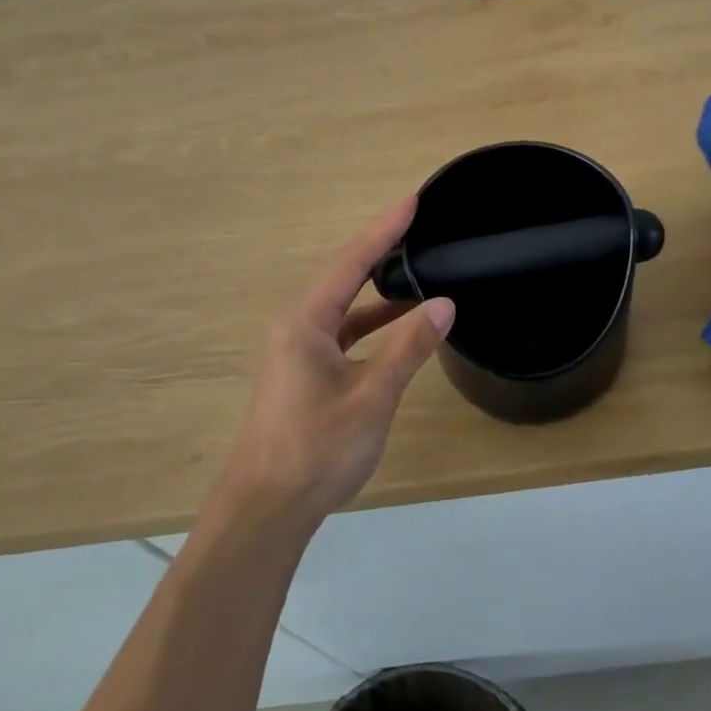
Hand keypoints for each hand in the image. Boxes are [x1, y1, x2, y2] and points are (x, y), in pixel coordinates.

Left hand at [220, 197, 454, 527]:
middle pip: (343, 276)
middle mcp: (295, 326)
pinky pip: (340, 332)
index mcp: (305, 321)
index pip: (352, 262)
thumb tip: (445, 303)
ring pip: (342, 306)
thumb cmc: (317, 449)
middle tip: (416, 223)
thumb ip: (409, 346)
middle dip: (380, 249)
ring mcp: (296, 350)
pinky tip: (396, 323)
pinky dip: (369, 322)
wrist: (265, 510)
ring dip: (376, 289)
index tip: (412, 200)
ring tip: (414, 266)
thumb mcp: (372, 395)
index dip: (384, 229)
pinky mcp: (302, 373)